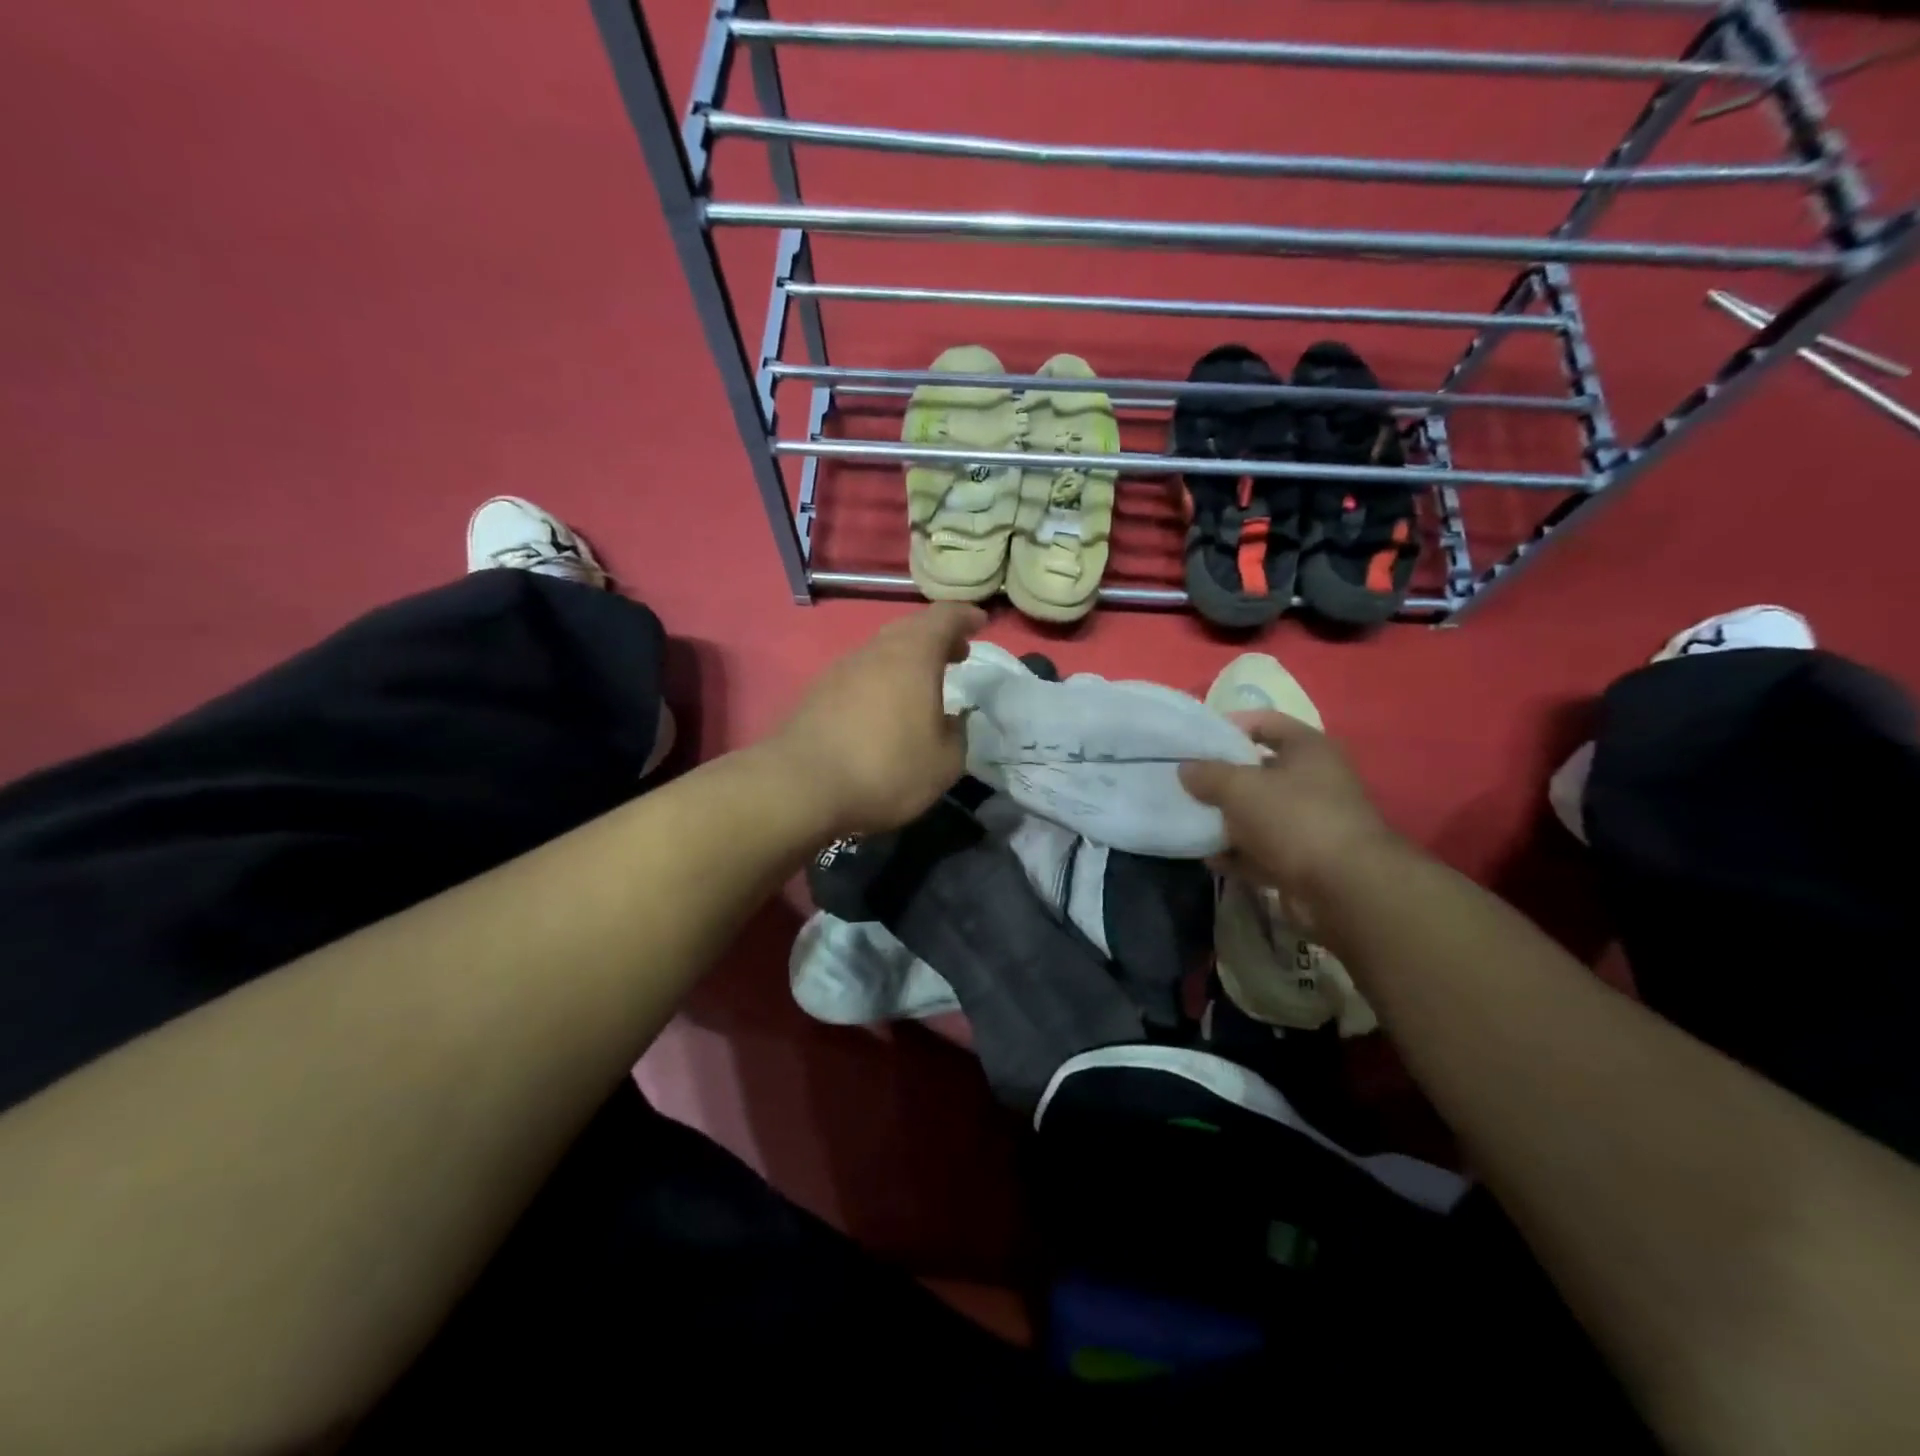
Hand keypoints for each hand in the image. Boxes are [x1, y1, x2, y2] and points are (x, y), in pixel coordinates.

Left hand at [769, 602, 984, 834]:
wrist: (800, 787)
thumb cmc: (886, 769)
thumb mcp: (944, 763)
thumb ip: (957, 735)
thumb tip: (951, 720)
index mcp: (912, 655)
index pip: (943, 617)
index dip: (964, 616)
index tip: (979, 622)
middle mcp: (874, 652)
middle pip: (909, 630)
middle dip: (936, 638)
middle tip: (956, 655)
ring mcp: (840, 670)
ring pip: (881, 652)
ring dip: (906, 661)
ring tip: (922, 687)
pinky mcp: (816, 694)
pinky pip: (859, 676)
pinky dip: (880, 682)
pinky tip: (884, 712)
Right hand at [1179, 711, 1405, 934]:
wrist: (1345, 888)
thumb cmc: (1295, 819)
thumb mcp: (1241, 788)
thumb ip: (1208, 774)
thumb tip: (1185, 769)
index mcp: (1309, 749)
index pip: (1265, 722)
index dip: (1230, 726)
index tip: (1196, 739)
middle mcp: (1314, 781)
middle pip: (1259, 771)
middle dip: (1222, 779)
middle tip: (1186, 783)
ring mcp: (1311, 823)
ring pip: (1259, 814)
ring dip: (1227, 820)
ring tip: (1191, 821)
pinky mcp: (1305, 860)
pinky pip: (1263, 850)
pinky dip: (1238, 854)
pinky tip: (1210, 858)